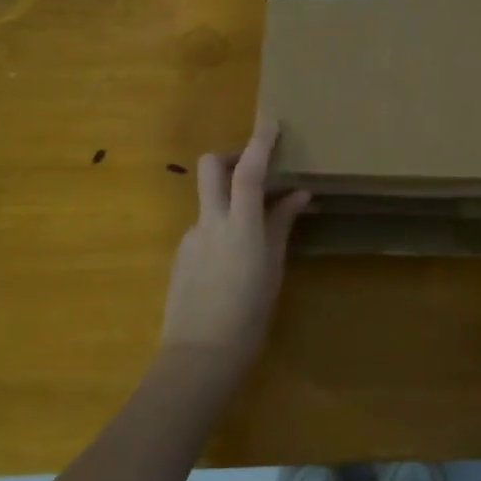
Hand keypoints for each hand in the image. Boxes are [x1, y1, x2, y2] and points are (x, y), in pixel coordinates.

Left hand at [161, 120, 310, 380]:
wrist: (199, 356)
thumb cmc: (249, 314)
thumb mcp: (273, 269)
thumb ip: (281, 226)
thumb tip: (298, 195)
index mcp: (240, 226)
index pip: (248, 171)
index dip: (260, 143)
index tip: (271, 123)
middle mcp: (210, 222)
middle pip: (211, 167)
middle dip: (231, 156)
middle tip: (254, 171)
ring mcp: (191, 237)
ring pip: (209, 200)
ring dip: (230, 200)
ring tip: (254, 234)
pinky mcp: (181, 255)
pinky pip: (205, 228)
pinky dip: (221, 229)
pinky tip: (232, 263)